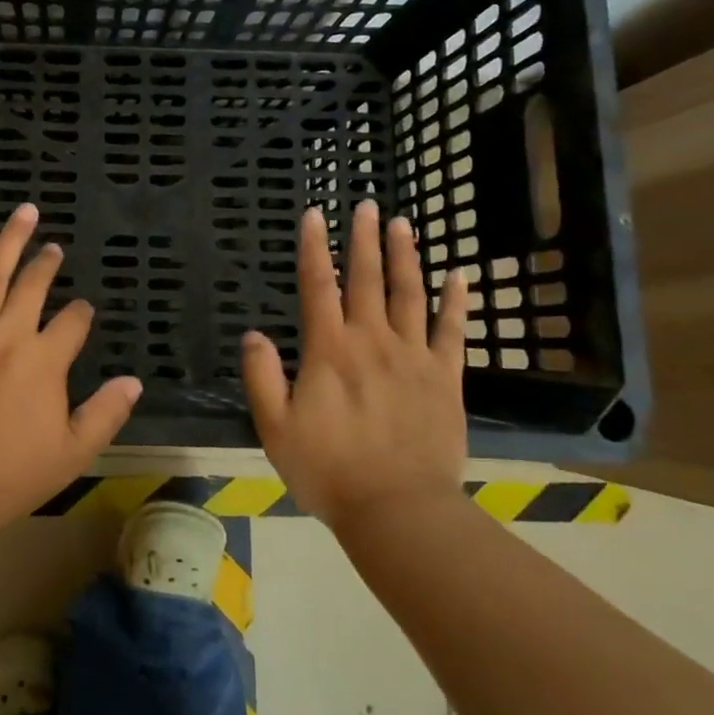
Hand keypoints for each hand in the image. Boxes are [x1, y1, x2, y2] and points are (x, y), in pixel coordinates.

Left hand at [0, 204, 142, 534]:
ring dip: (10, 241)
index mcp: (44, 362)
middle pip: (34, 288)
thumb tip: (134, 382)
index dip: (80, 315)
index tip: (82, 313)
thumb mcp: (71, 454)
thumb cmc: (7, 477)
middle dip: (48, 264)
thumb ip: (105, 415)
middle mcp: (8, 336)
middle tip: (53, 248)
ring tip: (25, 213)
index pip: (72, 324)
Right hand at [241, 199, 469, 527]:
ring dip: (405, 257)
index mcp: (328, 350)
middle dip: (364, 239)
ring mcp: (413, 357)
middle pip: (366, 279)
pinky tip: (459, 276)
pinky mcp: (444, 379)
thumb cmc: (329, 470)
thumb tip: (254, 334)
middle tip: (367, 205)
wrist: (398, 509)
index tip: (315, 215)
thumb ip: (262, 377)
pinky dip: (455, 302)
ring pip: (408, 295)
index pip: (318, 286)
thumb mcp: (275, 428)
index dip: (315, 248)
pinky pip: (452, 332)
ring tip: (403, 224)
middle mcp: (371, 341)